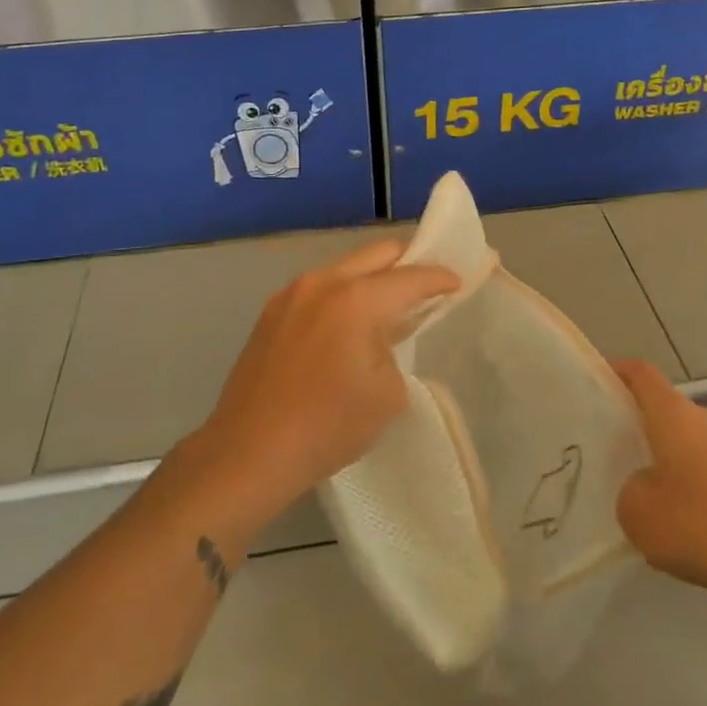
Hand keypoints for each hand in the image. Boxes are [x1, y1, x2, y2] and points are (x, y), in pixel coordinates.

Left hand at [196, 240, 459, 519]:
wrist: (249, 452)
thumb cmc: (327, 426)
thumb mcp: (387, 394)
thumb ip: (395, 351)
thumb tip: (380, 339)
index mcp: (356, 300)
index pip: (411, 277)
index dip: (439, 278)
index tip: (457, 282)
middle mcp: (322, 283)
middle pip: (377, 254)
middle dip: (407, 262)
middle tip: (426, 284)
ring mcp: (291, 294)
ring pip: (344, 268)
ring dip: (372, 278)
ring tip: (387, 305)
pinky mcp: (270, 313)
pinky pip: (318, 288)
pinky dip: (343, 294)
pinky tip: (347, 323)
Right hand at [615, 359, 706, 601]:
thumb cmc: (698, 523)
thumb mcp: (637, 513)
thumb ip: (631, 490)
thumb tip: (647, 487)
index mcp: (674, 415)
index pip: (642, 375)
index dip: (621, 372)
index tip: (604, 380)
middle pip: (673, 413)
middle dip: (652, 432)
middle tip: (630, 460)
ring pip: (701, 445)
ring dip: (684, 463)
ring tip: (668, 502)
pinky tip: (704, 526)